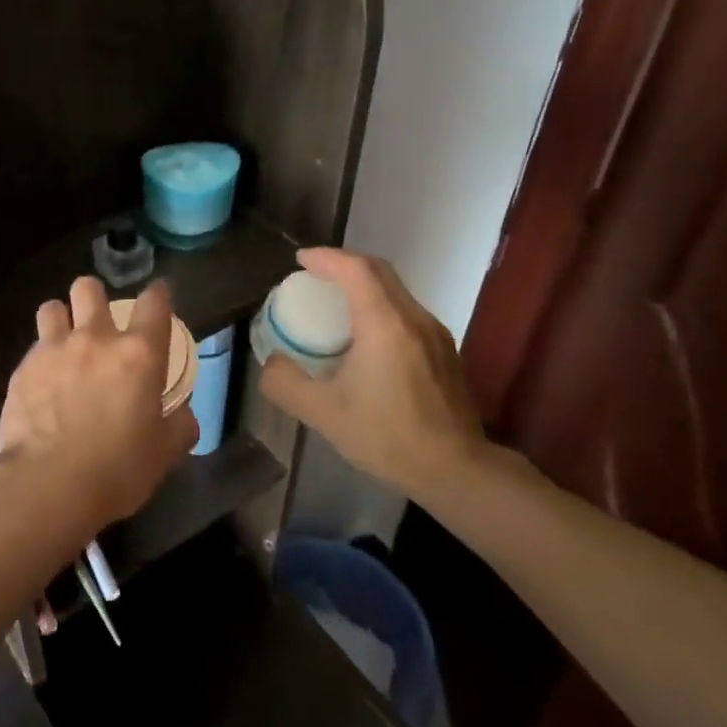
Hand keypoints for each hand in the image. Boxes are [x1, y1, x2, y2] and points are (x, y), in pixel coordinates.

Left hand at [0, 276, 198, 528]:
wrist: (48, 484)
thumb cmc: (117, 469)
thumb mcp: (164, 453)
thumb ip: (179, 426)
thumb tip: (183, 415)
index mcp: (139, 354)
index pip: (154, 303)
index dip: (158, 294)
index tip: (158, 296)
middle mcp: (95, 339)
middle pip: (89, 289)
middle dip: (94, 297)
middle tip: (98, 321)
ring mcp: (53, 350)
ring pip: (52, 308)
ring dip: (60, 318)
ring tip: (62, 341)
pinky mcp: (22, 369)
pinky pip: (33, 348)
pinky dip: (40, 358)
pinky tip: (41, 382)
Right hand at [259, 247, 484, 503]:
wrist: (455, 469)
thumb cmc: (387, 436)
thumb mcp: (322, 413)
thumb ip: (286, 383)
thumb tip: (272, 362)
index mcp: (385, 324)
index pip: (356, 269)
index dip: (326, 257)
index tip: (300, 260)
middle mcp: (414, 318)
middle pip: (379, 272)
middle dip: (344, 265)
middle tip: (313, 276)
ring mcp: (435, 334)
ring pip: (396, 291)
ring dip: (363, 286)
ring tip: (334, 304)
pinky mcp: (444, 352)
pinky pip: (406, 312)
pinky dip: (379, 307)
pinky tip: (364, 339)